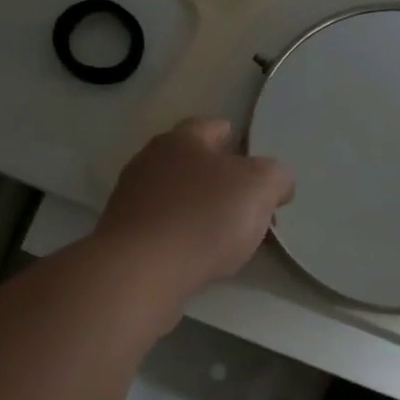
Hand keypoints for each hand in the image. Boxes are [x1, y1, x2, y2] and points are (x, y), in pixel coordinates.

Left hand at [97, 118, 294, 296]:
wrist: (140, 272)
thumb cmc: (203, 219)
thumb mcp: (260, 187)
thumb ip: (275, 177)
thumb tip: (275, 184)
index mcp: (181, 139)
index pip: (214, 127)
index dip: (240, 144)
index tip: (259, 170)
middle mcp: (150, 161)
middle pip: (194, 164)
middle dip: (222, 181)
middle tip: (250, 208)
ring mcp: (132, 199)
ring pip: (178, 198)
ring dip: (201, 212)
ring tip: (228, 239)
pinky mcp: (124, 236)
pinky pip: (164, 229)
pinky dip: (182, 238)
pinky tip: (198, 258)